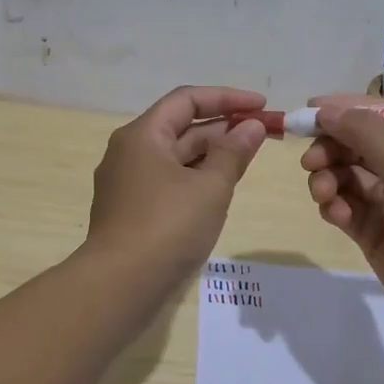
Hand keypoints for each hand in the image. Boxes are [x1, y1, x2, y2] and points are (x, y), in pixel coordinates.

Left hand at [85, 86, 268, 283]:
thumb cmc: (167, 226)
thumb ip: (233, 152)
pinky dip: (197, 177)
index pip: (187, 100)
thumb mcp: (210, 187)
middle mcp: (129, 152)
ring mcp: (127, 183)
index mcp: (142, 135)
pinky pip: (169, 181)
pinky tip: (221, 188)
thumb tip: (251, 126)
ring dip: (212, 153)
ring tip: (249, 158)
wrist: (119, 285)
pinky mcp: (131, 211)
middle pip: (181, 127)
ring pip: (176, 157)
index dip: (227, 98)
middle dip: (223, 127)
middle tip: (264, 133)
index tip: (262, 106)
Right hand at [300, 94, 383, 337]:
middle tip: (310, 162)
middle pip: (354, 144)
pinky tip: (338, 216)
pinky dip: (335, 207)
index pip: (377, 114)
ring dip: (328, 179)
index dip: (343, 110)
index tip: (308, 112)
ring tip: (324, 194)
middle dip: (330, 149)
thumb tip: (326, 108)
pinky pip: (342, 207)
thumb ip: (365, 133)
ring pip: (344, 175)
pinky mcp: (372, 230)